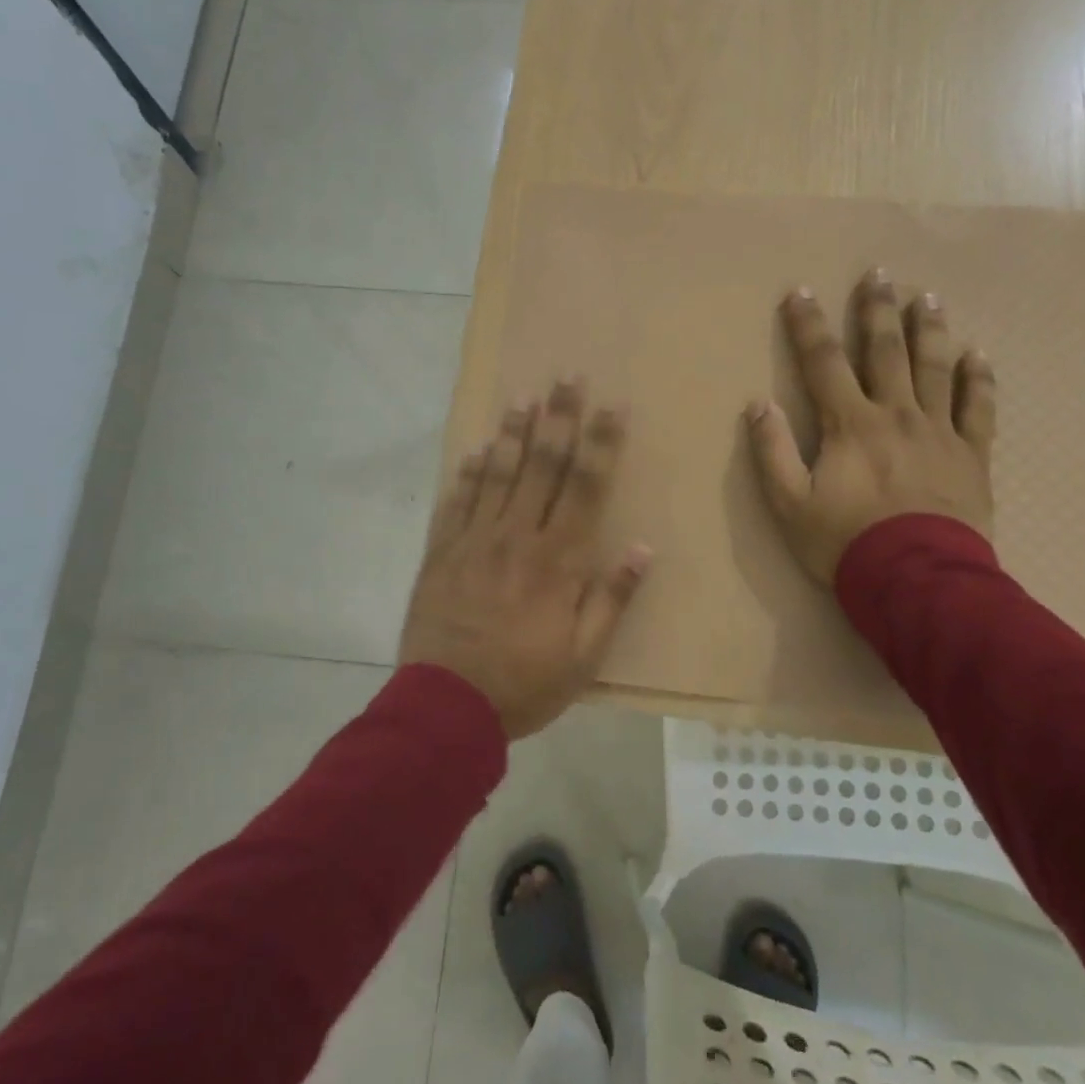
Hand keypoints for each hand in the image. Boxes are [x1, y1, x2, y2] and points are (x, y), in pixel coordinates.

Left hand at [399, 379, 651, 740]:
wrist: (446, 707)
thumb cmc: (524, 683)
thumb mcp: (584, 656)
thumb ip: (612, 599)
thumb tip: (643, 548)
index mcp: (558, 560)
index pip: (586, 487)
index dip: (601, 443)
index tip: (612, 406)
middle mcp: (518, 537)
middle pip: (542, 466)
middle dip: (558, 418)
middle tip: (566, 376)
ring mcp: (474, 541)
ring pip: (497, 474)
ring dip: (512, 433)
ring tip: (522, 397)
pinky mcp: (441, 554)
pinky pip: (455, 502)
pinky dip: (465, 473)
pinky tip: (473, 449)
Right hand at [745, 269, 995, 584]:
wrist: (916, 580)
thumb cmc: (844, 542)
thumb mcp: (789, 504)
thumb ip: (772, 452)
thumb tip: (758, 404)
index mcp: (850, 424)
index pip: (823, 363)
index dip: (808, 326)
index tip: (799, 291)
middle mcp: (896, 414)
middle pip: (886, 352)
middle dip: (877, 311)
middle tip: (878, 274)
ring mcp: (938, 432)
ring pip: (935, 368)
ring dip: (929, 330)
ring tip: (926, 297)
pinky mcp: (971, 455)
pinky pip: (978, 408)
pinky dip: (978, 379)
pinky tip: (978, 354)